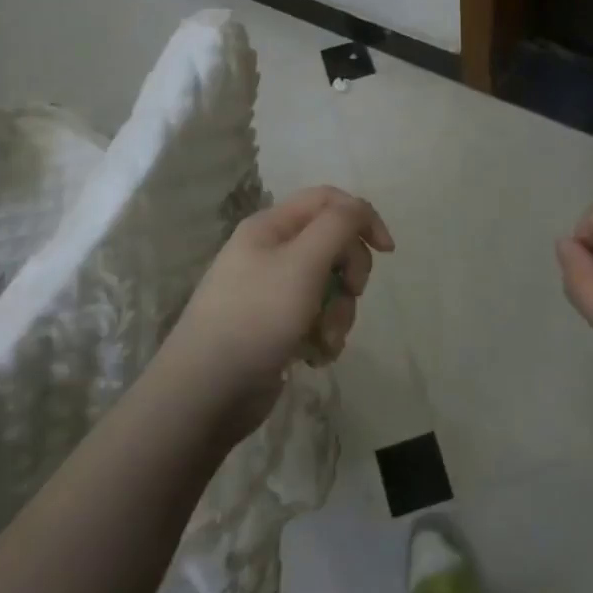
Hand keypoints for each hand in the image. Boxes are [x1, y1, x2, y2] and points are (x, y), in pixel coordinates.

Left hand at [158, 186, 392, 441]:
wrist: (206, 392)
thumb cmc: (256, 317)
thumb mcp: (302, 262)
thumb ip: (338, 226)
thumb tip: (359, 210)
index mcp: (271, 226)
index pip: (328, 201)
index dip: (362, 217)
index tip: (387, 251)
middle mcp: (271, 252)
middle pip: (333, 244)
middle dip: (350, 273)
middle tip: (351, 294)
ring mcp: (272, 291)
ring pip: (329, 286)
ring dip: (338, 312)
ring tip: (324, 340)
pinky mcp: (276, 327)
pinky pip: (316, 318)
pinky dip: (323, 335)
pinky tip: (313, 356)